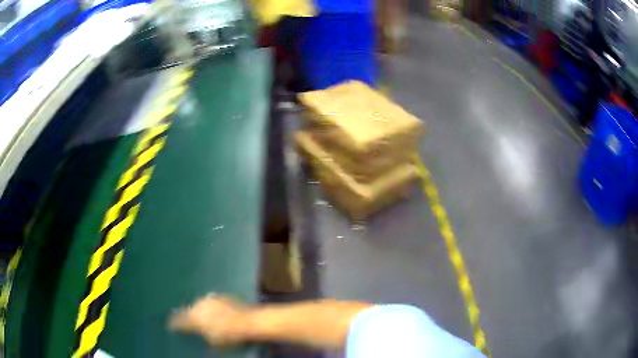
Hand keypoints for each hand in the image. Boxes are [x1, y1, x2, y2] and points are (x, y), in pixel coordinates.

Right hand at [169, 294, 248, 345]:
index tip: (169, 326)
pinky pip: (211, 302)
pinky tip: (216, 312)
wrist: (248, 322)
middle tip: (189, 323)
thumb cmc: (229, 336)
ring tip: (203, 317)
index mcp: (193, 317)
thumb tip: (198, 335)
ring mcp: (210, 299)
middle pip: (188, 311)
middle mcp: (198, 305)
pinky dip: (211, 307)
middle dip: (187, 316)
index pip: (178, 320)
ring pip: (199, 305)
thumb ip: (201, 336)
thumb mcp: (213, 342)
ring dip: (199, 311)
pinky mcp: (221, 296)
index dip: (173, 324)